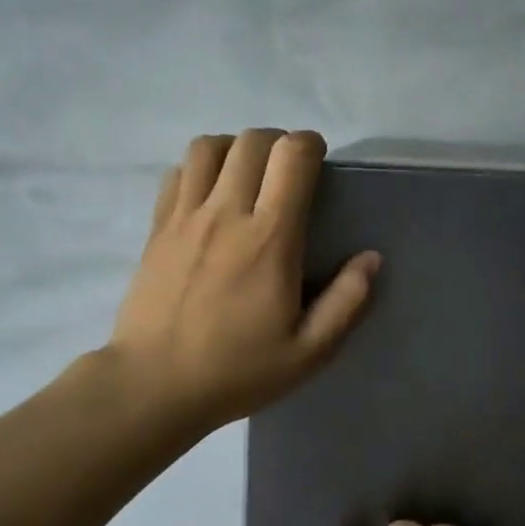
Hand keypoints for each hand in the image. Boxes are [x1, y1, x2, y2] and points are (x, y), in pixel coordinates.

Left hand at [109, 129, 380, 430]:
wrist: (153, 384)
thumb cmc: (236, 371)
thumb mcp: (308, 352)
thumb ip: (346, 302)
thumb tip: (371, 258)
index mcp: (270, 238)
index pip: (292, 156)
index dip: (310, 146)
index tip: (317, 165)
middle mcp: (226, 213)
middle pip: (252, 141)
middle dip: (277, 143)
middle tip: (286, 173)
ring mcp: (185, 217)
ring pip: (208, 146)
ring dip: (234, 149)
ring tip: (245, 177)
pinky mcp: (156, 228)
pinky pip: (177, 173)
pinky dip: (197, 169)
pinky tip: (207, 197)